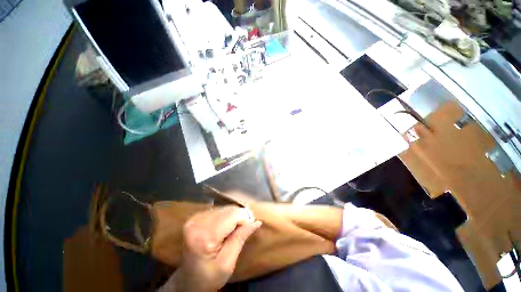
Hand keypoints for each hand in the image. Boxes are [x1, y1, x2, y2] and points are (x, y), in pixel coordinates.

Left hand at [163, 206, 261, 291]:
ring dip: (233, 217)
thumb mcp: (227, 263)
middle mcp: (198, 222)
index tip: (249, 228)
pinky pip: (218, 210)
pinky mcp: (196, 217)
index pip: (233, 215)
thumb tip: (257, 222)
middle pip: (229, 210)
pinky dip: (226, 216)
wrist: (188, 280)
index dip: (245, 219)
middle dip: (240, 217)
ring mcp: (195, 218)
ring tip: (233, 231)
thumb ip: (240, 238)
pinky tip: (225, 228)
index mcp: (204, 236)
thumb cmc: (208, 277)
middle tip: (243, 230)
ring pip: (225, 208)